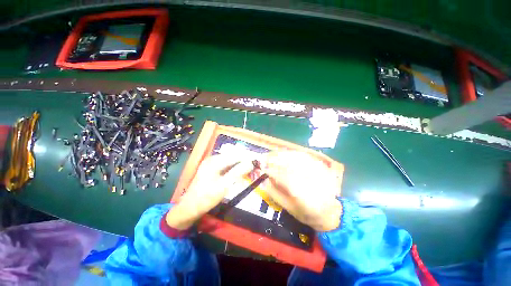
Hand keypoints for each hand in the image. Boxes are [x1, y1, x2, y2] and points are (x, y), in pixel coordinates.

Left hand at [166, 154, 253, 229]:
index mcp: (214, 161)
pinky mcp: (212, 169)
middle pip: (233, 157)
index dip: (248, 157)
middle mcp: (213, 159)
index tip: (258, 161)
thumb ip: (237, 172)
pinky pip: (227, 166)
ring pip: (231, 161)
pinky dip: (235, 169)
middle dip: (245, 161)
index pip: (235, 156)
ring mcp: (212, 164)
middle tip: (256, 167)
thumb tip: (250, 163)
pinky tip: (241, 173)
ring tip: (251, 170)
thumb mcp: (224, 185)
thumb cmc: (206, 197)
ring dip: (241, 165)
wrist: (189, 208)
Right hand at [261, 151, 342, 231]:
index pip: (284, 177)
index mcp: (304, 196)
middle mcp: (312, 181)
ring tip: (271, 154)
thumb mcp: (288, 208)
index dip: (271, 171)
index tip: (261, 167)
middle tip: (264, 158)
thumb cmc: (308, 214)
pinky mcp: (321, 166)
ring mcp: (319, 171)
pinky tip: (284, 154)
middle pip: (291, 165)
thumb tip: (263, 179)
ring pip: (297, 157)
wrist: (331, 212)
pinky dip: (291, 153)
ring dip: (282, 154)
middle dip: (275, 159)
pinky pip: (304, 156)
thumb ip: (274, 193)